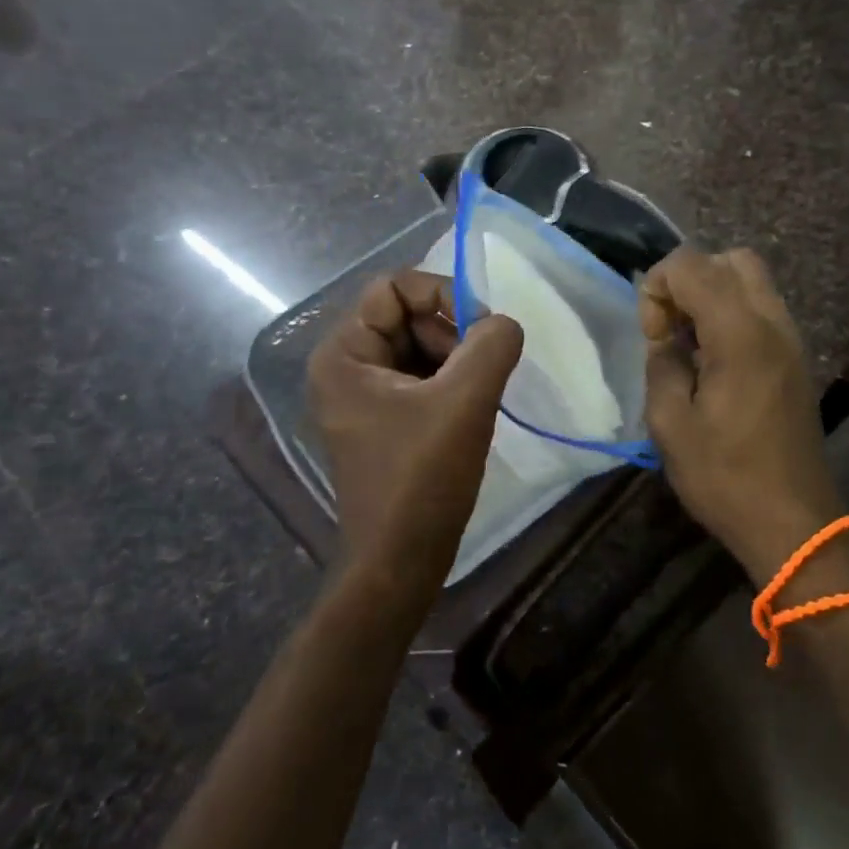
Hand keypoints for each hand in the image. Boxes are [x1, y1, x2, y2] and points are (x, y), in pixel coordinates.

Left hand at [307, 271, 522, 601]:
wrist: (400, 561)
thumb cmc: (422, 478)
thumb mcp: (464, 402)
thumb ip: (491, 345)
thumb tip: (504, 323)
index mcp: (343, 354)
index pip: (393, 287)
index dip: (442, 295)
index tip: (482, 329)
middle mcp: (345, 367)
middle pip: (407, 316)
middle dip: (452, 333)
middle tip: (482, 371)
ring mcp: (363, 396)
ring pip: (419, 347)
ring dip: (457, 360)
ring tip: (477, 397)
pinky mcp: (384, 420)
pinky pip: (422, 378)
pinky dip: (452, 384)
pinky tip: (470, 413)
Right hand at [640, 248, 845, 584]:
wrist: (793, 521)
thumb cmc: (725, 477)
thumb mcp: (670, 425)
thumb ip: (661, 364)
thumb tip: (665, 338)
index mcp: (740, 334)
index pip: (692, 265)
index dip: (659, 288)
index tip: (654, 337)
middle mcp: (772, 323)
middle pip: (731, 259)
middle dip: (689, 279)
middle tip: (671, 328)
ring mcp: (791, 339)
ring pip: (751, 279)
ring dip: (712, 294)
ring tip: (690, 344)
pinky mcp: (796, 358)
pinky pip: (762, 308)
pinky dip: (732, 313)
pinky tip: (715, 359)